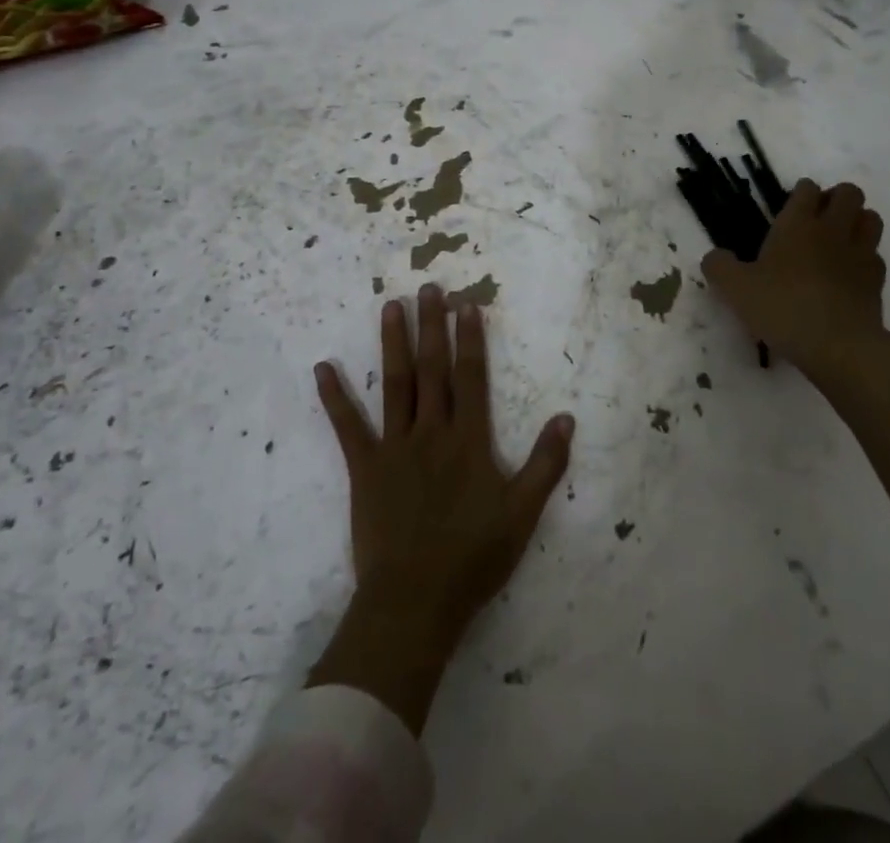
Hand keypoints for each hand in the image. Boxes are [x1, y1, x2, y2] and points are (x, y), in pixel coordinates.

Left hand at [305, 284, 574, 732]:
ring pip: (395, 385)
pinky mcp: (364, 468)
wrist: (416, 601)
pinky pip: (347, 427)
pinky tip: (322, 368)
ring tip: (390, 307)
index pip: (470, 376)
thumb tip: (566, 417)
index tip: (466, 304)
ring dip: (393, 343)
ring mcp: (395, 447)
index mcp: (469, 440)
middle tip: (428, 288)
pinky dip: (335, 397)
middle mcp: (432, 432)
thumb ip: (546, 464)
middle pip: (432, 369)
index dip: (469, 338)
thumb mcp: (523, 514)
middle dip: (432, 326)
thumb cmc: (473, 558)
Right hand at [701, 179, 889, 389]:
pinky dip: (865, 257)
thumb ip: (719, 267)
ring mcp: (860, 254)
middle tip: (818, 219)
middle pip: (849, 193)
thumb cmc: (783, 308)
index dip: (800, 192)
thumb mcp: (735, 289)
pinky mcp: (877, 281)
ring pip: (870, 218)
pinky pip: (875, 255)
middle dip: (836, 198)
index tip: (791, 206)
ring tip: (839, 239)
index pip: (807, 188)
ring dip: (857, 221)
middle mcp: (832, 230)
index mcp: (797, 224)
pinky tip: (848, 274)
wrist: (839, 346)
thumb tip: (715, 257)